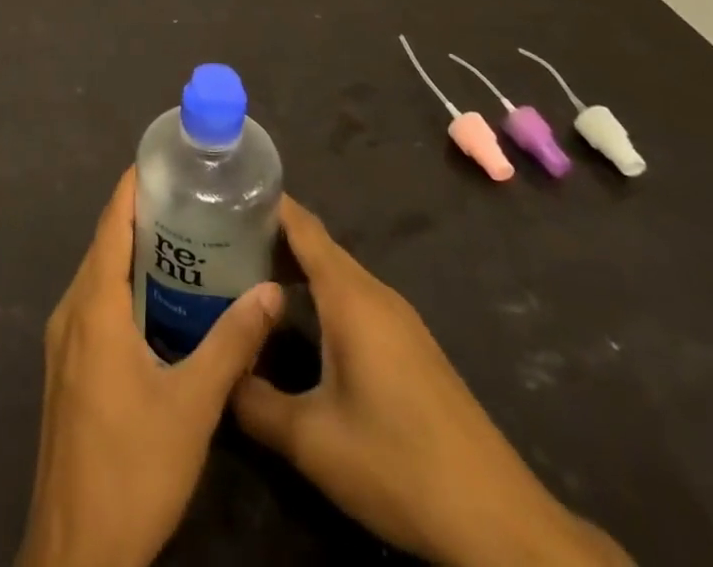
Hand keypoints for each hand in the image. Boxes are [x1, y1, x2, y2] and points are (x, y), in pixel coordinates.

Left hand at [18, 168, 283, 566]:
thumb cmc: (133, 467)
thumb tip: (271, 290)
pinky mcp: (67, 368)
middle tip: (189, 199)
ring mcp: (63, 342)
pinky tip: (160, 302)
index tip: (162, 160)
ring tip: (183, 240)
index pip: (110, 224)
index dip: (131, 187)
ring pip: (98, 277)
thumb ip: (232, 342)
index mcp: (94, 306)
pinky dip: (124, 287)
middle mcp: (70, 312)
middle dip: (140, 216)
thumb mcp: (193, 403)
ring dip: (133, 254)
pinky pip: (94, 305)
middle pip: (104, 245)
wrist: (76, 549)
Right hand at [232, 197, 630, 566]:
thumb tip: (215, 375)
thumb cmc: (398, 463)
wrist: (497, 521)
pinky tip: (296, 319)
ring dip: (293, 266)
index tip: (222, 190)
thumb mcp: (312, 441)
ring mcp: (398, 319)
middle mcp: (375, 294)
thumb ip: (254, 401)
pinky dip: (317, 291)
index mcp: (350, 296)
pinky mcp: (409, 346)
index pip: (301, 225)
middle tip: (216, 237)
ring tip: (244, 273)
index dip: (263, 201)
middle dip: (269, 234)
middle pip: (316, 244)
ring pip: (335, 273)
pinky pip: (353, 297)